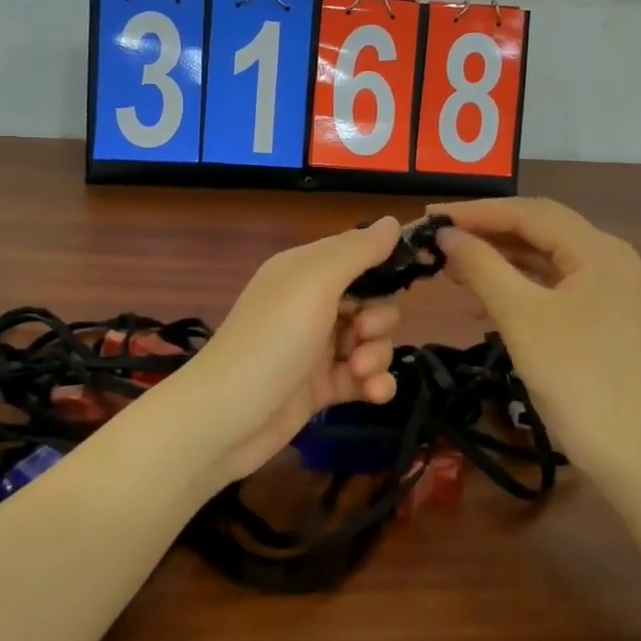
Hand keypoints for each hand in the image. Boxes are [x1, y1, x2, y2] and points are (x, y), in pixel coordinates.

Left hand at [170, 217, 405, 483]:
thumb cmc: (271, 340)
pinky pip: (363, 377)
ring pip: (371, 341)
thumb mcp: (314, 283)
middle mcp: (310, 304)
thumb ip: (357, 251)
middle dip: (380, 318)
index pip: (357, 254)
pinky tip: (374, 393)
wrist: (224, 419)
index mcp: (305, 270)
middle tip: (363, 333)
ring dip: (377, 354)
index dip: (386, 264)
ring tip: (360, 371)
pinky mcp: (321, 387)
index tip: (415, 274)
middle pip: (370, 301)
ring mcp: (316, 348)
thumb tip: (393, 221)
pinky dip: (374, 383)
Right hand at [431, 197, 640, 480]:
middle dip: (486, 231)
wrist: (631, 455)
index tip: (430, 217)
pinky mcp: (598, 316)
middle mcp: (607, 259)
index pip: (529, 212)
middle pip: (538, 230)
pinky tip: (481, 299)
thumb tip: (446, 235)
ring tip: (451, 266)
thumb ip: (482, 267)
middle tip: (438, 237)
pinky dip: (514, 285)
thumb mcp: (521, 317)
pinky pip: (549, 285)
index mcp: (599, 250)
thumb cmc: (576, 378)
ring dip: (497, 259)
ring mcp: (606, 289)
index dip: (476, 212)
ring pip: (542, 257)